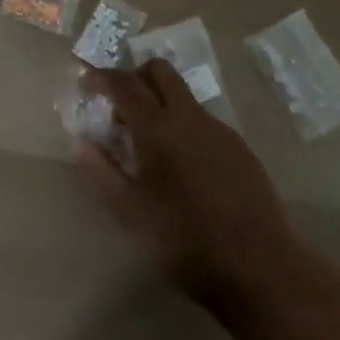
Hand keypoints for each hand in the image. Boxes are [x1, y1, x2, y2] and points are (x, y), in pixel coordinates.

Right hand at [74, 60, 308, 311]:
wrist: (259, 269)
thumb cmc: (184, 241)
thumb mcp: (130, 212)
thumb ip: (101, 171)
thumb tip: (80, 140)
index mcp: (158, 127)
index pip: (124, 83)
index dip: (101, 77)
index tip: (86, 84)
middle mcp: (188, 116)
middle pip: (160, 70)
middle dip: (135, 76)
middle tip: (119, 104)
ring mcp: (218, 129)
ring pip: (183, 95)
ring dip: (160, 102)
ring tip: (148, 143)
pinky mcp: (239, 148)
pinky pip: (202, 121)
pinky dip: (183, 126)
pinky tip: (182, 166)